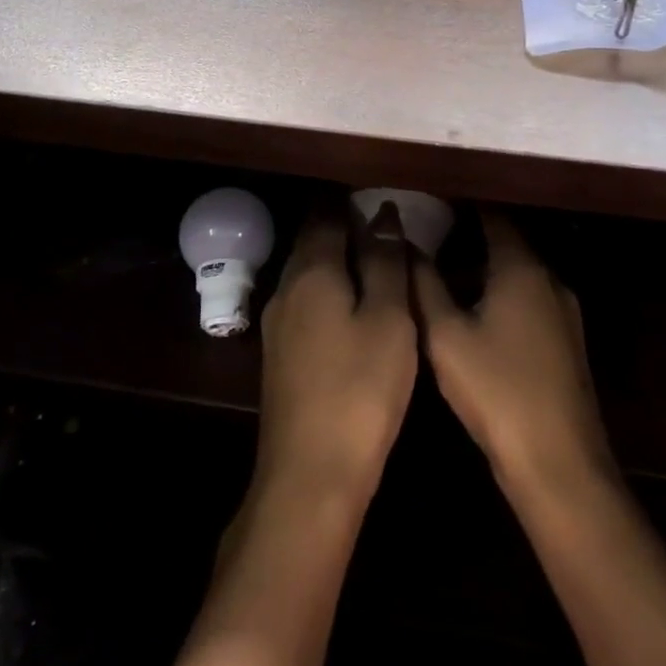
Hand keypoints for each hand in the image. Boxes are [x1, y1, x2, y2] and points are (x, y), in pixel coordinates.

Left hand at [252, 205, 417, 502]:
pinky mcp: (280, 354)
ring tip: (375, 258)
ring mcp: (278, 323)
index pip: (326, 214)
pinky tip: (352, 304)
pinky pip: (306, 301)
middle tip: (385, 222)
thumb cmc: (360, 389)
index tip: (380, 191)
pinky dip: (329, 289)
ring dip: (336, 258)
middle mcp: (286, 288)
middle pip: (312, 241)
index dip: (351, 199)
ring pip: (308, 272)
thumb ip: (385, 262)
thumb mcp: (387, 319)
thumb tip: (383, 214)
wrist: (310, 473)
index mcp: (311, 271)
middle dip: (343, 225)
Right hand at [417, 211, 612, 491]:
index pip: (493, 215)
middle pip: (508, 243)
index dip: (462, 203)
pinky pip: (528, 300)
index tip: (431, 198)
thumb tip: (404, 244)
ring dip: (484, 269)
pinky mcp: (566, 342)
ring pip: (518, 274)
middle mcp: (550, 280)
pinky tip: (473, 315)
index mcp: (522, 268)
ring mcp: (564, 313)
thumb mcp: (445, 335)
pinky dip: (500, 293)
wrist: (558, 463)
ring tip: (442, 273)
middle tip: (427, 234)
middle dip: (469, 235)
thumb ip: (423, 284)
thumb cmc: (496, 390)